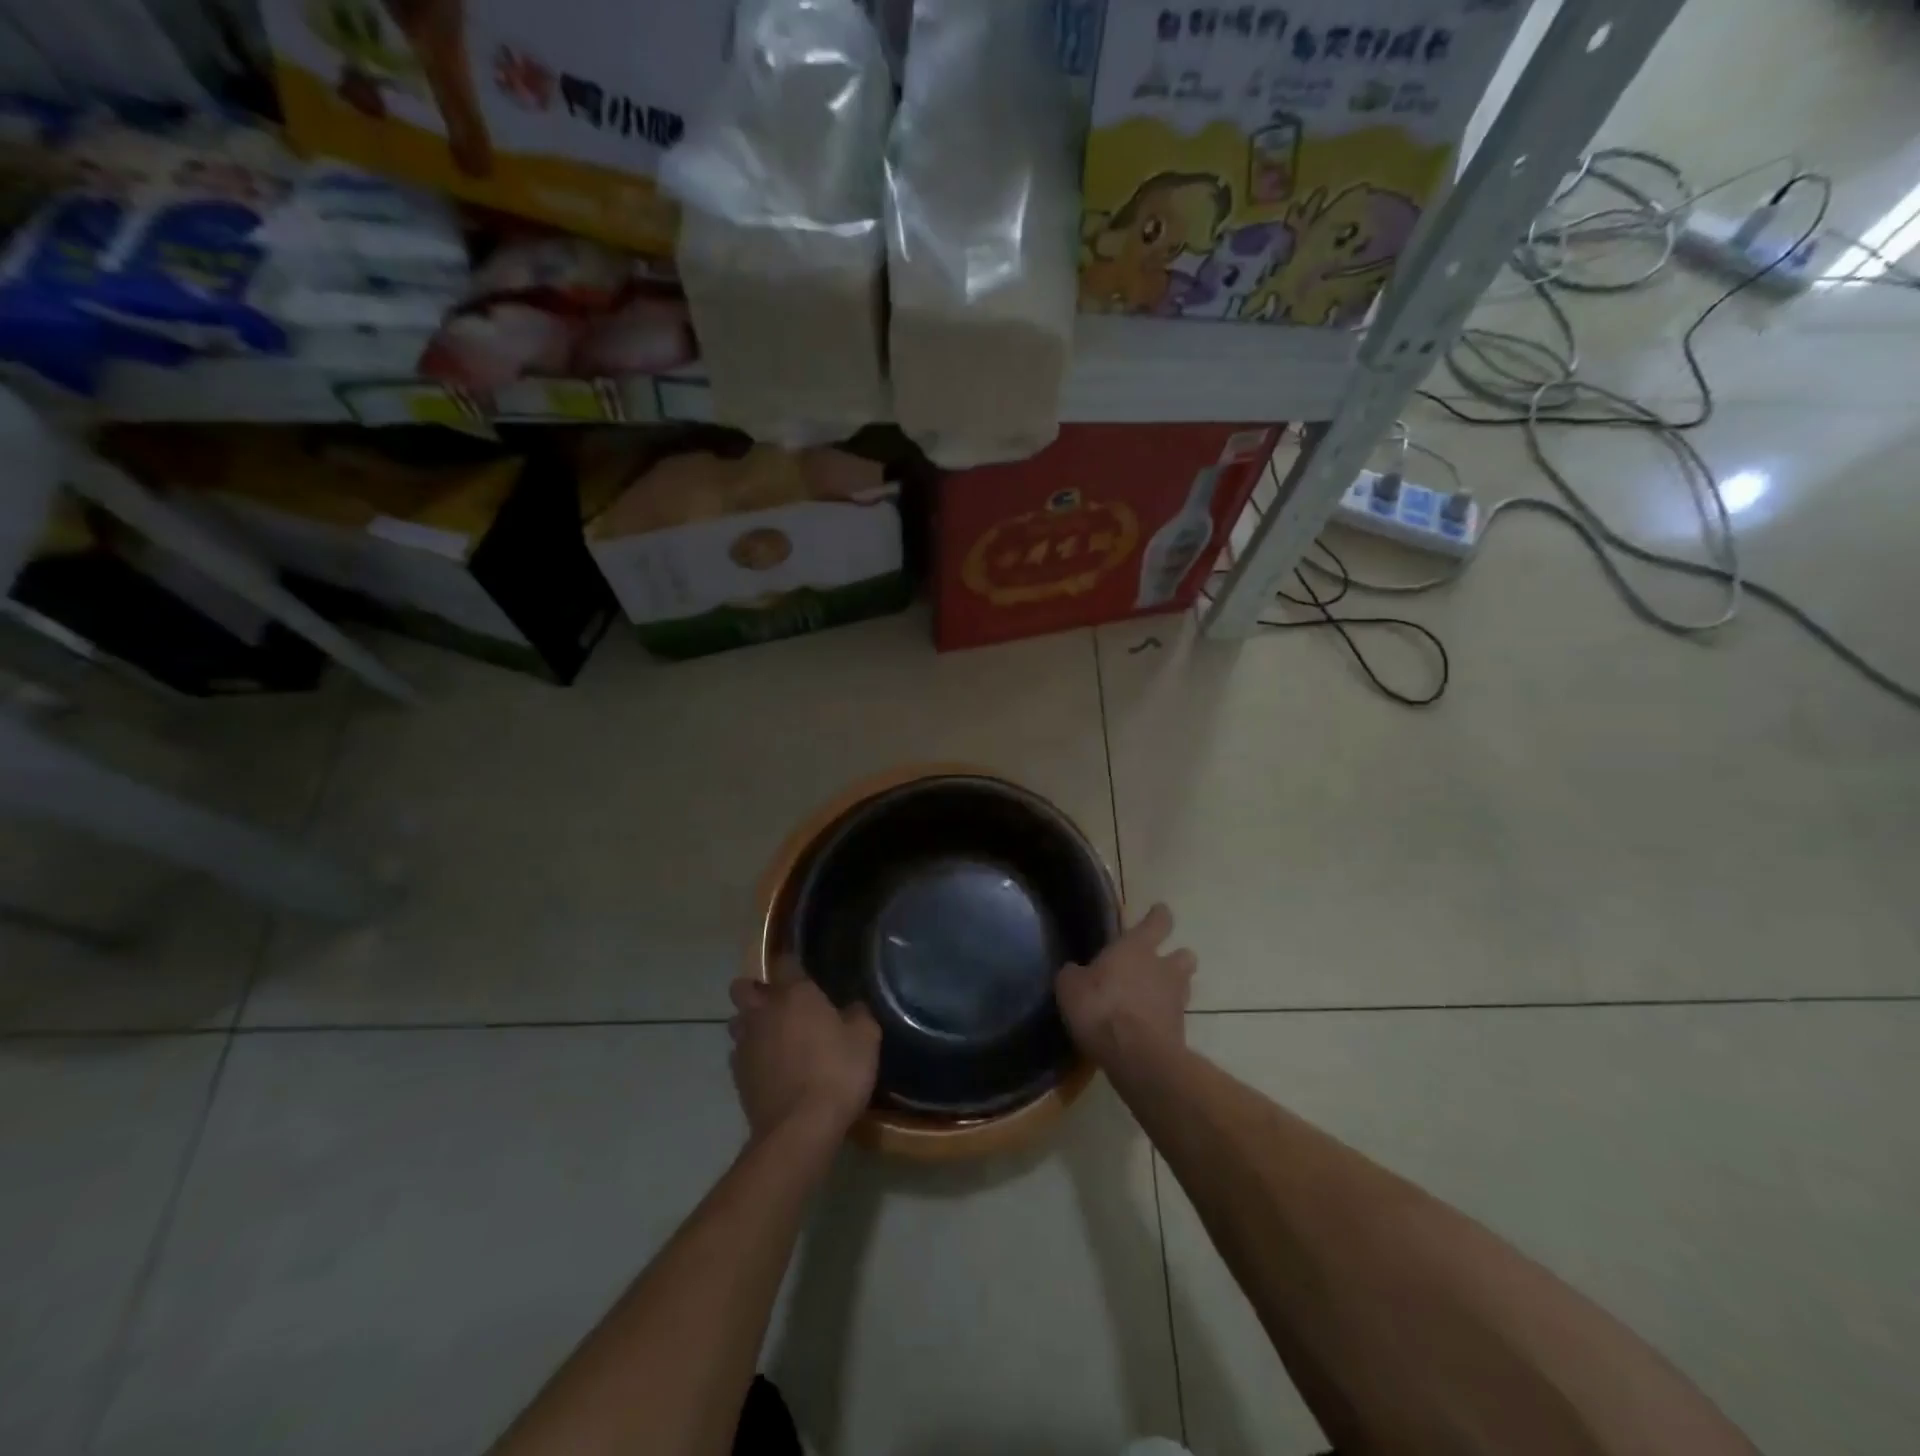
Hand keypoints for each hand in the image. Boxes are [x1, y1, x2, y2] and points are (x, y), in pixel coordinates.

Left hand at [728, 971, 880, 1142]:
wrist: (800, 1129)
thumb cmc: (837, 1073)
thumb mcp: (866, 1039)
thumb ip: (858, 1015)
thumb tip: (852, 1008)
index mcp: (795, 995)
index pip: (785, 962)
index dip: (792, 964)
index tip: (802, 972)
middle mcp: (764, 1012)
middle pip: (743, 988)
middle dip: (756, 991)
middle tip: (779, 1004)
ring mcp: (746, 1044)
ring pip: (737, 1021)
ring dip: (750, 1024)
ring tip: (772, 1038)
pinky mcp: (737, 1076)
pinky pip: (739, 1055)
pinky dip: (751, 1057)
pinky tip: (770, 1069)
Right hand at [1056, 903, 1195, 1069]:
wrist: (1136, 1057)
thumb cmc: (1101, 1008)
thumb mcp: (1070, 987)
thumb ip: (1074, 975)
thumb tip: (1075, 972)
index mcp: (1137, 948)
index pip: (1157, 922)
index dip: (1158, 915)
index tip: (1159, 911)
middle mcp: (1163, 968)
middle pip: (1183, 955)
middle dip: (1176, 956)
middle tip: (1159, 963)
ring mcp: (1176, 1000)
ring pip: (1184, 985)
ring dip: (1173, 988)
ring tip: (1152, 997)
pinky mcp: (1180, 1032)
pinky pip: (1174, 1017)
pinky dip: (1164, 1019)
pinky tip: (1147, 1026)